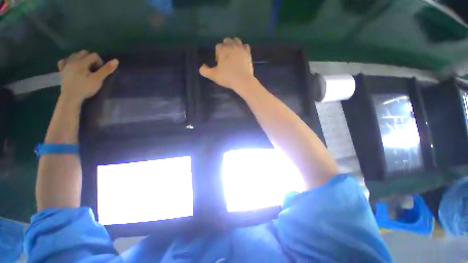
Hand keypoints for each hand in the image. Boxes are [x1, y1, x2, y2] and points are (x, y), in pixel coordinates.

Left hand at [58, 50, 118, 103]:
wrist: (70, 97)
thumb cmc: (85, 88)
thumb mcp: (98, 80)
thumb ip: (106, 70)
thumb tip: (116, 60)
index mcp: (82, 62)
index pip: (94, 55)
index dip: (100, 62)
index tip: (101, 71)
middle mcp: (73, 60)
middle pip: (84, 53)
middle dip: (90, 59)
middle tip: (94, 69)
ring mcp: (66, 65)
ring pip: (74, 55)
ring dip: (81, 59)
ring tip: (85, 68)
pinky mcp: (62, 70)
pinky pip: (64, 61)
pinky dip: (69, 61)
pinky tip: (72, 66)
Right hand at [199, 37, 254, 90]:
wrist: (243, 81)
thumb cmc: (228, 77)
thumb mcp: (213, 75)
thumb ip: (205, 71)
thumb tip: (202, 67)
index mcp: (222, 49)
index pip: (218, 46)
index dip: (218, 54)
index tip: (219, 62)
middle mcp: (232, 45)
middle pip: (227, 41)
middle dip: (225, 47)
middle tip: (226, 58)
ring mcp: (241, 48)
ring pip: (236, 40)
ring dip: (234, 45)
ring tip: (233, 54)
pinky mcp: (248, 53)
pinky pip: (245, 46)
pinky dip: (243, 48)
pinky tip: (241, 54)